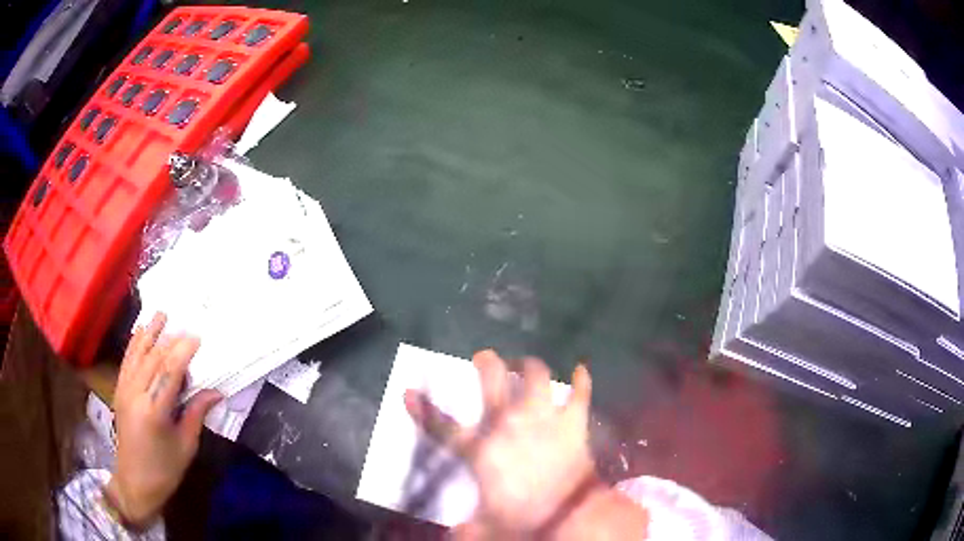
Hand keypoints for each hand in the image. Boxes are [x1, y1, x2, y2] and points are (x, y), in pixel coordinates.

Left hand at [106, 312, 221, 526]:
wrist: (134, 481)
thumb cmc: (165, 470)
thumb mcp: (186, 446)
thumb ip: (196, 414)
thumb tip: (215, 392)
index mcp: (154, 412)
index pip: (169, 373)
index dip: (183, 352)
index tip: (197, 337)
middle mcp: (135, 395)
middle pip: (153, 359)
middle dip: (170, 340)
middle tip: (187, 327)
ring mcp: (124, 390)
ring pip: (137, 354)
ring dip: (149, 333)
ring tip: (161, 314)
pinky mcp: (118, 391)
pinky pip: (127, 361)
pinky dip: (135, 344)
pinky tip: (141, 332)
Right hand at [405, 350, 596, 536]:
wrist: (570, 515)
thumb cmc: (523, 520)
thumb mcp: (485, 528)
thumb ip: (465, 530)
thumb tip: (451, 538)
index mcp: (482, 450)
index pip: (443, 427)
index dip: (422, 409)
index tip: (408, 391)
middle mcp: (510, 425)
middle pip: (493, 383)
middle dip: (486, 364)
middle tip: (484, 357)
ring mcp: (544, 419)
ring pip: (536, 377)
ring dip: (529, 366)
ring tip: (525, 363)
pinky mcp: (573, 423)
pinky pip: (580, 394)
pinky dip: (581, 380)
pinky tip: (581, 369)